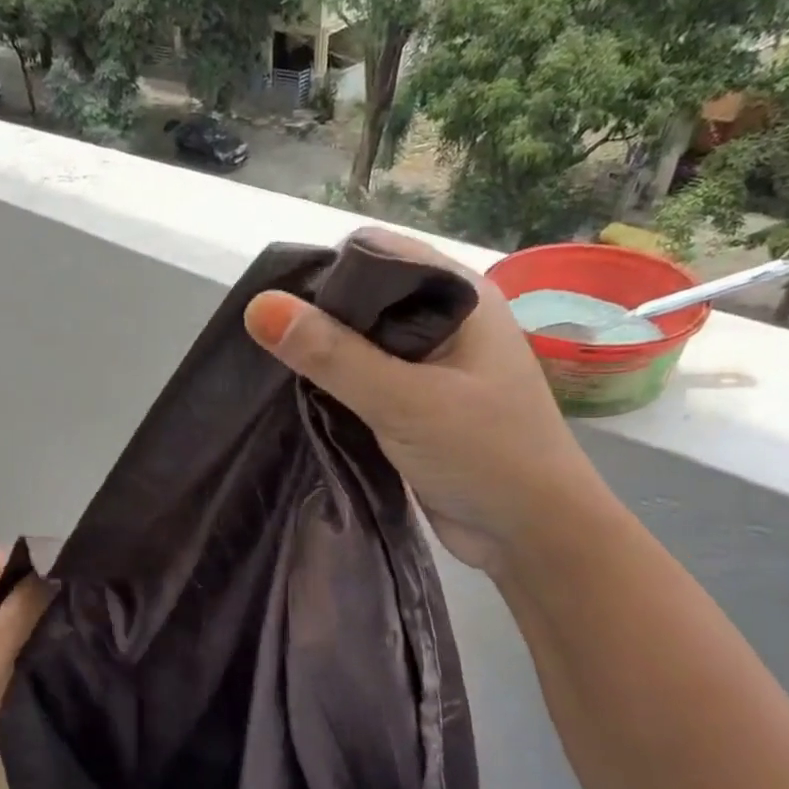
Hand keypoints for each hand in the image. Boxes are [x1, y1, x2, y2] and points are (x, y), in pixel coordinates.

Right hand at [243, 227, 614, 573]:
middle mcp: (445, 321)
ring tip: (273, 373)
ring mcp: (430, 365)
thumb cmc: (484, 456)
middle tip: (267, 347)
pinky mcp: (415, 404)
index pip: (379, 254)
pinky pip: (363, 380)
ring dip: (322, 356)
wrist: (530, 534)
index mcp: (459, 296)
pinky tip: (301, 400)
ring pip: (360, 343)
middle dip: (316, 317)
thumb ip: (333, 355)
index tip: (277, 308)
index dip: (326, 272)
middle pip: (364, 298)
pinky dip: (333, 387)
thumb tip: (258, 307)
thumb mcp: (404, 401)